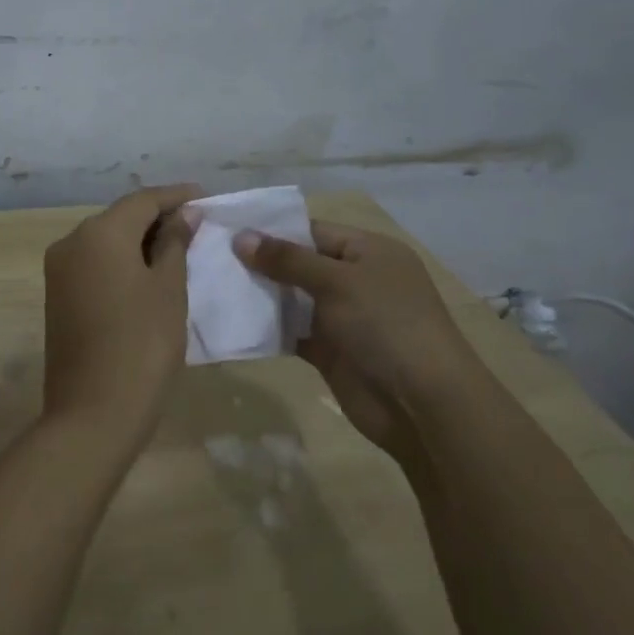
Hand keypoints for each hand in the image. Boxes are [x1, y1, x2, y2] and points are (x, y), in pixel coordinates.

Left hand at [42, 184, 200, 452]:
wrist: (93, 412)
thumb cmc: (142, 344)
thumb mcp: (168, 289)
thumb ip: (175, 243)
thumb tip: (183, 214)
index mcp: (99, 233)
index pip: (143, 200)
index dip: (176, 196)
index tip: (206, 196)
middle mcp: (71, 242)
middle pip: (120, 217)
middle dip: (157, 217)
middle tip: (196, 224)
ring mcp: (59, 270)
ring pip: (105, 240)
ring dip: (139, 240)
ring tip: (178, 248)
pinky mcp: (57, 296)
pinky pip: (94, 263)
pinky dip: (121, 260)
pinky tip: (147, 273)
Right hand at [234, 220, 488, 456]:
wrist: (423, 404)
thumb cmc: (386, 325)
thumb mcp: (337, 281)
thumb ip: (287, 259)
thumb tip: (240, 237)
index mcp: (368, 252)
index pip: (312, 231)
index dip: (271, 230)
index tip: (227, 230)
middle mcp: (356, 280)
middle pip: (299, 264)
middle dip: (260, 262)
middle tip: (210, 258)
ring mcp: (343, 317)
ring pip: (292, 298)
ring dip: (260, 295)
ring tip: (213, 286)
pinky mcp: (330, 351)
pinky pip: (292, 331)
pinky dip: (267, 328)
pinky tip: (233, 321)